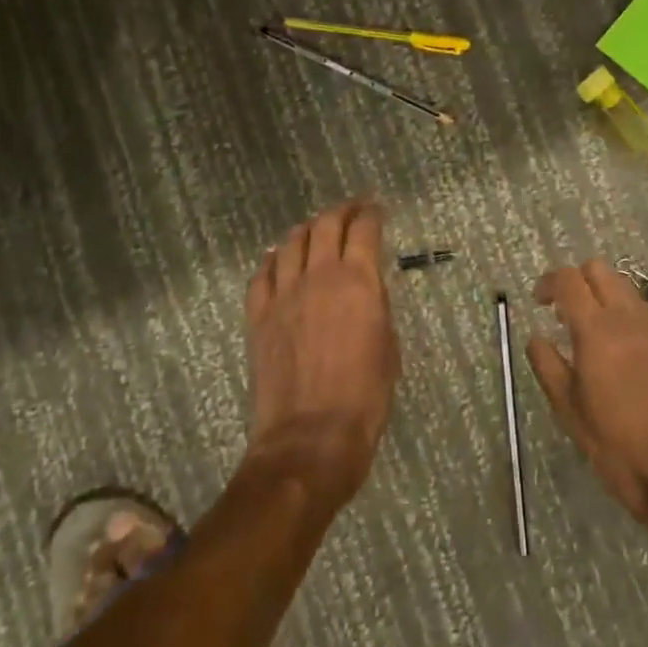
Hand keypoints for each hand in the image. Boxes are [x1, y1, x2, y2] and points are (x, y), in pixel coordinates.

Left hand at [244, 199, 400, 506]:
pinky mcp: (258, 316)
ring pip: (290, 243)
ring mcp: (283, 294)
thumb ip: (376, 306)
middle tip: (351, 211)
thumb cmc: (365, 397)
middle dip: (341, 211)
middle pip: (325, 225)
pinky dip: (273, 259)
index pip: (364, 229)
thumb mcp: (388, 346)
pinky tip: (278, 259)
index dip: (371, 213)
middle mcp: (319, 276)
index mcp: (358, 281)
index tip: (377, 210)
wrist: (311, 436)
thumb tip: (366, 288)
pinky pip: (262, 274)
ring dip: (306, 230)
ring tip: (315, 232)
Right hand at [527, 259, 647, 522]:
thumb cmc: (616, 445)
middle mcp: (629, 319)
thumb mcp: (569, 409)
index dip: (548, 283)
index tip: (538, 302)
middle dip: (576, 280)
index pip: (569, 280)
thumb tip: (536, 338)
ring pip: (625, 287)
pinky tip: (616, 352)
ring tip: (587, 333)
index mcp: (598, 331)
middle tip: (561, 312)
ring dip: (601, 295)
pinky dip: (622, 314)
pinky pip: (642, 312)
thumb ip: (548, 365)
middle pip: (600, 270)